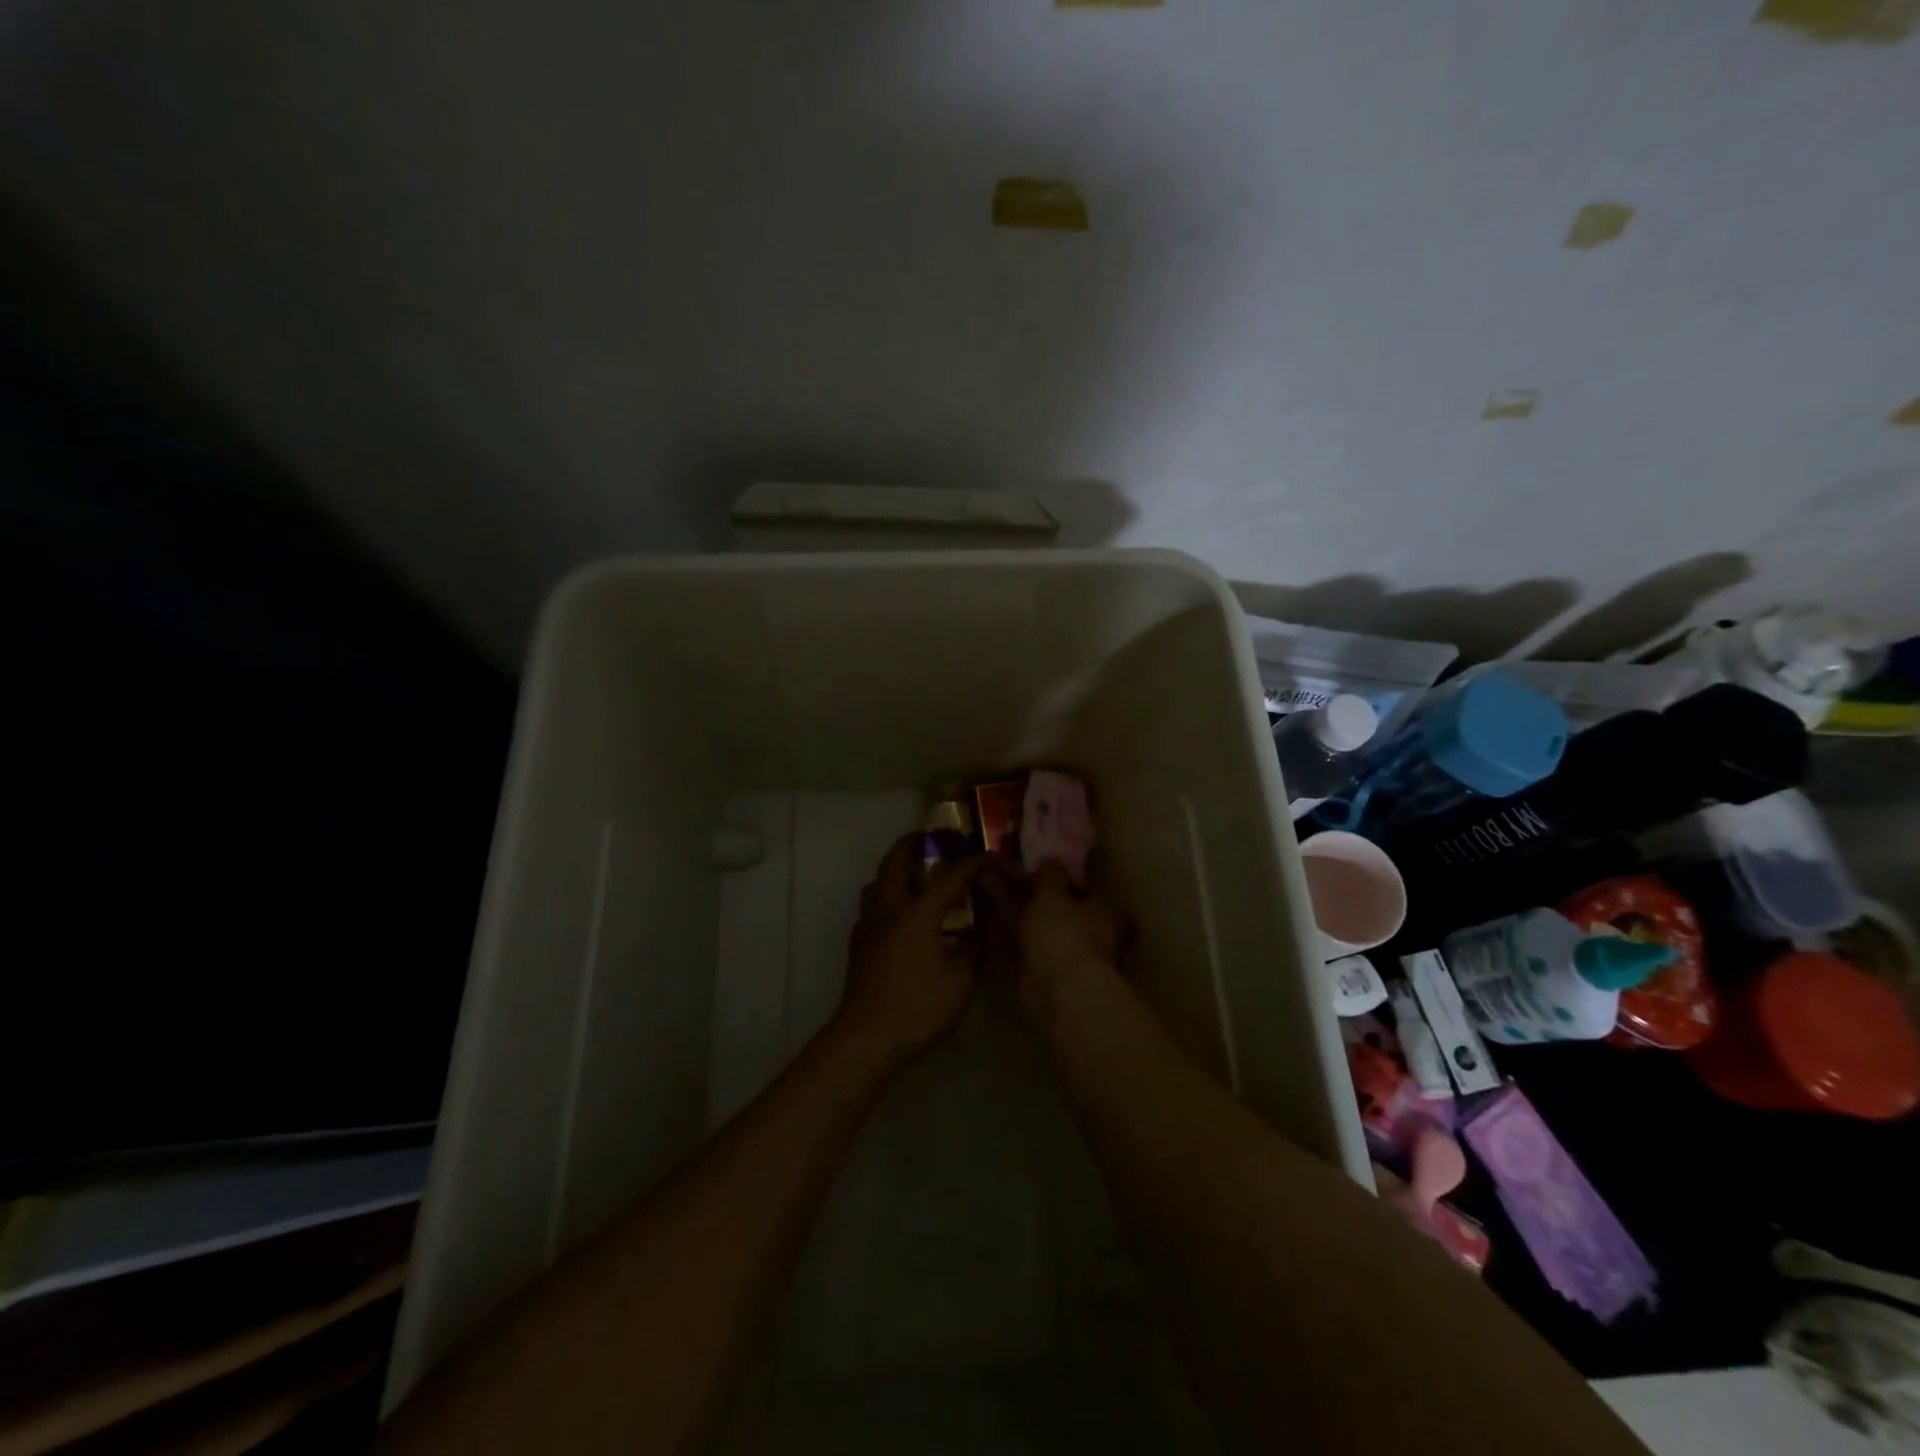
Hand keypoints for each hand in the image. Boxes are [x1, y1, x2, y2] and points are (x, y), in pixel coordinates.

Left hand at [837, 835, 986, 1066]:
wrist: (866, 1039)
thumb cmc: (918, 1007)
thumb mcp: (962, 980)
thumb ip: (973, 948)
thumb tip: (979, 929)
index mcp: (918, 913)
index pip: (949, 876)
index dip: (972, 863)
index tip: (989, 858)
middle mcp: (890, 910)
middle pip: (895, 863)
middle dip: (912, 845)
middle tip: (928, 839)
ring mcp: (869, 927)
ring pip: (876, 883)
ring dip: (893, 870)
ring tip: (911, 875)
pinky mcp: (858, 946)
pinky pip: (871, 908)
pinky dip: (885, 899)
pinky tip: (897, 918)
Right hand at [978, 860, 1124, 1025]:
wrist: (1056, 991)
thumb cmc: (1063, 933)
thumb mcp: (1054, 892)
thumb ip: (1050, 874)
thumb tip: (1049, 860)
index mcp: (1102, 910)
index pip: (1080, 884)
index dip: (1056, 873)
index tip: (1032, 862)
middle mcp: (1087, 931)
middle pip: (1053, 904)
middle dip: (1026, 887)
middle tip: (999, 867)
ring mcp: (1061, 952)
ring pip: (1032, 921)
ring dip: (1009, 902)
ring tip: (982, 879)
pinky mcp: (1038, 969)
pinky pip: (1018, 941)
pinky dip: (1002, 928)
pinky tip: (981, 911)